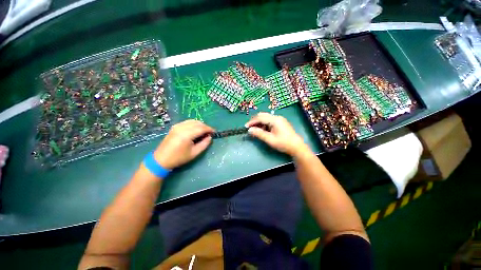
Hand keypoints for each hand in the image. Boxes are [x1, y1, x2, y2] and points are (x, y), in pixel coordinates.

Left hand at [153, 120, 213, 169]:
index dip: (209, 129)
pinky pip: (187, 122)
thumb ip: (204, 144)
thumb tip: (210, 137)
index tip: (214, 132)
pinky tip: (195, 130)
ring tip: (203, 132)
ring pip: (192, 121)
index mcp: (187, 134)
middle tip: (209, 133)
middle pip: (198, 123)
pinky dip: (193, 124)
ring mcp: (177, 126)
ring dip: (200, 125)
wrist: (161, 159)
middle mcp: (182, 127)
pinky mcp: (175, 127)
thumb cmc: (179, 158)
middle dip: (205, 127)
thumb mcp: (194, 153)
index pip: (202, 128)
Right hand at [245, 112, 310, 156]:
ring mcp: (279, 119)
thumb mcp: (270, 139)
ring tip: (256, 130)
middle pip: (263, 115)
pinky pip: (270, 121)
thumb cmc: (283, 143)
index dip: (252, 122)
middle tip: (250, 128)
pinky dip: (264, 124)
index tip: (246, 127)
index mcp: (275, 120)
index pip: (260, 118)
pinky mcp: (281, 122)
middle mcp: (277, 117)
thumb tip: (250, 130)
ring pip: (266, 118)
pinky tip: (263, 130)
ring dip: (260, 123)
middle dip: (255, 121)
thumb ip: (259, 134)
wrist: (297, 147)